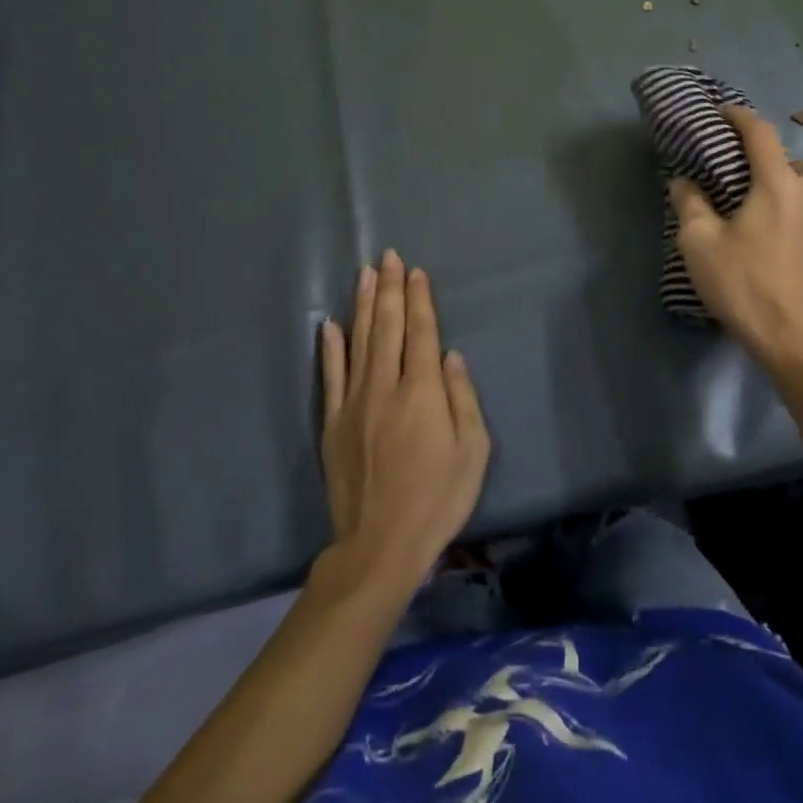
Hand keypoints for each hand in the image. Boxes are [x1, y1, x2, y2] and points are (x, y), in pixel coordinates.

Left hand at [318, 251, 490, 598]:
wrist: (380, 546)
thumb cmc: (438, 499)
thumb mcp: (474, 451)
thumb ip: (463, 398)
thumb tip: (451, 356)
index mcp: (423, 392)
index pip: (420, 332)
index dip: (419, 299)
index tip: (416, 271)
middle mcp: (386, 387)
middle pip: (387, 327)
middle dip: (389, 288)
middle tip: (388, 256)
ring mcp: (354, 404)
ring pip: (358, 342)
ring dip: (361, 304)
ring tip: (364, 273)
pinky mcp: (332, 424)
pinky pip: (330, 377)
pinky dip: (330, 348)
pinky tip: (328, 324)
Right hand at [669, 106, 802, 370]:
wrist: (797, 342)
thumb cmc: (744, 285)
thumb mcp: (700, 244)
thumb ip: (690, 204)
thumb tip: (684, 182)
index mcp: (778, 185)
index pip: (761, 133)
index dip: (740, 116)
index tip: (723, 113)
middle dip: (779, 159)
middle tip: (751, 178)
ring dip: (795, 187)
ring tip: (767, 210)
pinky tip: (783, 242)